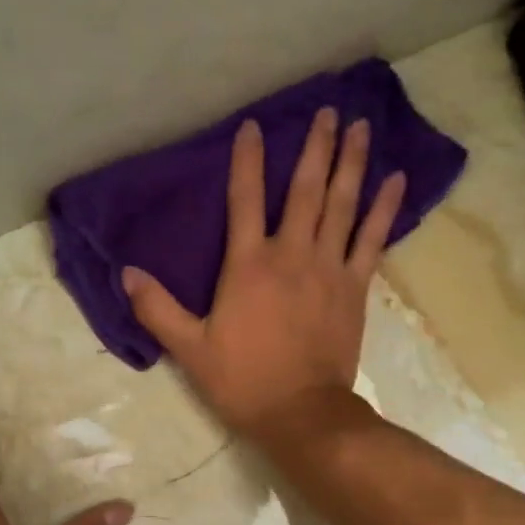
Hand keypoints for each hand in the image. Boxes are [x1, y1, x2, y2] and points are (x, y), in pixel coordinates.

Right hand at [121, 108, 404, 442]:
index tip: (255, 126)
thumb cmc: (244, 382)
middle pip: (305, 190)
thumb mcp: (191, 350)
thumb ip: (158, 309)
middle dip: (315, 147)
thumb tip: (127, 273)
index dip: (248, 160)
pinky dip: (385, 209)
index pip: (244, 199)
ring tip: (362, 127)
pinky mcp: (355, 288)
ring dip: (352, 163)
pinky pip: (373, 240)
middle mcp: (291, 255)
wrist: (302, 413)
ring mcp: (329, 269)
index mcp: (248, 266)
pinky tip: (397, 180)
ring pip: (342, 205)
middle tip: (330, 110)